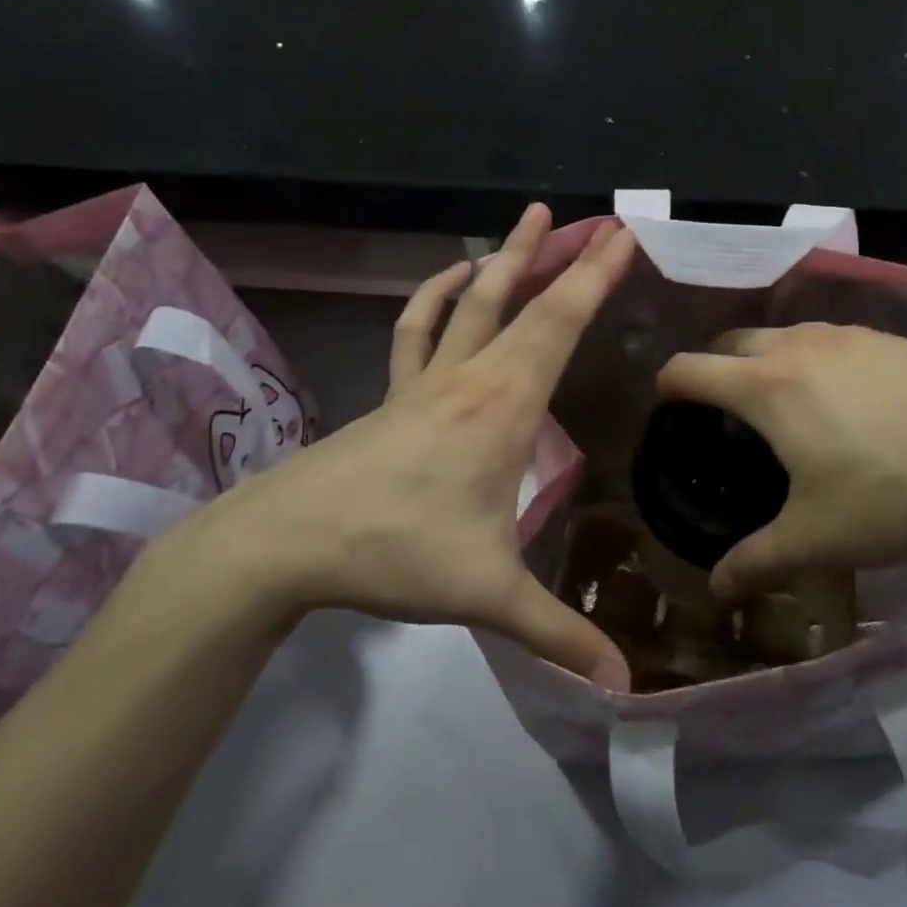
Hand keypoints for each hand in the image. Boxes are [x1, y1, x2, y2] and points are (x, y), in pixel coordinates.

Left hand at [165, 204, 634, 689]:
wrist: (283, 543)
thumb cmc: (394, 553)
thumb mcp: (487, 595)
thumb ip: (557, 634)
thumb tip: (623, 686)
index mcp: (502, 408)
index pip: (558, 326)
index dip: (594, 279)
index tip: (621, 236)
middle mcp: (468, 380)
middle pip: (520, 302)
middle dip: (562, 259)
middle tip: (592, 220)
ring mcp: (424, 384)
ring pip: (469, 305)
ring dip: (501, 263)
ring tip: (523, 224)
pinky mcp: (393, 397)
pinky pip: (419, 332)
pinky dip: (436, 301)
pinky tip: (449, 284)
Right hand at [657, 324, 906, 598]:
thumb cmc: (893, 494)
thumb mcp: (817, 539)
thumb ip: (756, 562)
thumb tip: (716, 593)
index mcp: (767, 387)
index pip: (691, 368)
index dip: (668, 385)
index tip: (666, 406)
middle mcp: (802, 346)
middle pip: (735, 341)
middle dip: (717, 367)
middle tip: (724, 410)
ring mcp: (853, 334)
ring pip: (789, 334)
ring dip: (771, 360)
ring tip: (788, 404)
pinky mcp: (897, 338)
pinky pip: (837, 341)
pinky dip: (821, 361)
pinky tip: (853, 402)